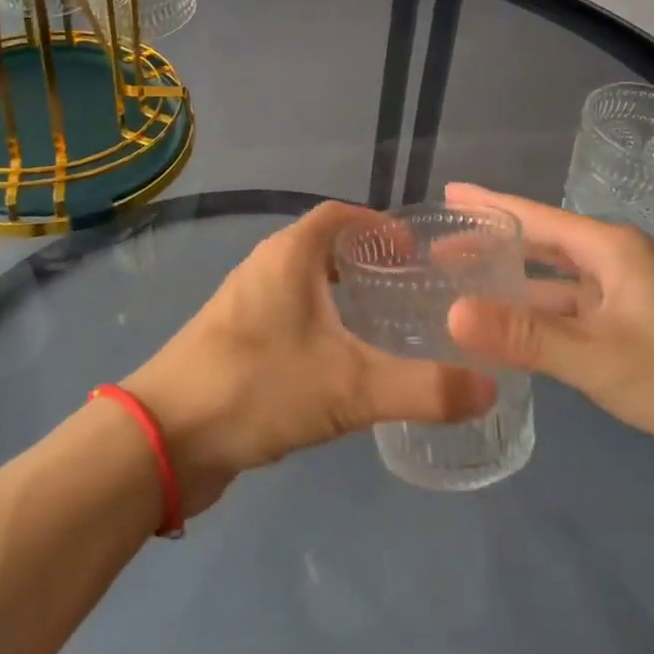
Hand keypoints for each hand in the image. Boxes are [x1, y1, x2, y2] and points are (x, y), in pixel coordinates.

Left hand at [124, 202, 496, 515]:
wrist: (164, 437)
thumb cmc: (257, 387)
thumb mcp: (350, 387)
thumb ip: (423, 389)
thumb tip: (489, 387)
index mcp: (288, 256)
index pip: (340, 215)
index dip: (379, 225)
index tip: (417, 254)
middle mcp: (264, 269)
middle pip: (323, 247)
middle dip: (366, 262)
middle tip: (411, 292)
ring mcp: (244, 306)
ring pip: (303, 286)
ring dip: (341, 296)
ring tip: (385, 326)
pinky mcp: (233, 342)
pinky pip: (287, 317)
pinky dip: (319, 326)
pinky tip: (340, 365)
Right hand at [444, 184, 653, 494]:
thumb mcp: (600, 358)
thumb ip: (526, 337)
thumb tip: (451, 314)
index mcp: (611, 250)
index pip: (535, 217)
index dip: (488, 205)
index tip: (445, 195)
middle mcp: (618, 264)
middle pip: (543, 245)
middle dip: (494, 245)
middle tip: (439, 249)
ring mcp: (628, 299)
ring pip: (557, 284)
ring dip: (514, 285)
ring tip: (463, 288)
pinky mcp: (635, 333)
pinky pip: (573, 314)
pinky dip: (540, 318)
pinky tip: (512, 333)